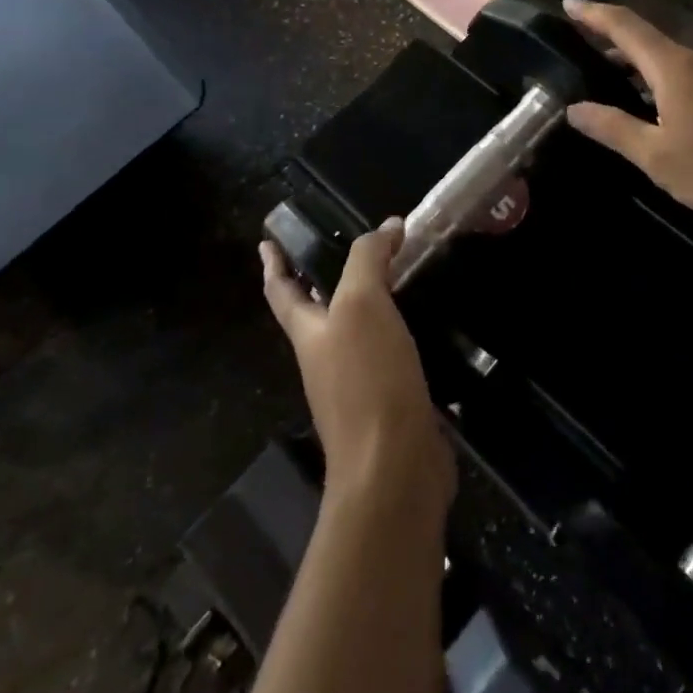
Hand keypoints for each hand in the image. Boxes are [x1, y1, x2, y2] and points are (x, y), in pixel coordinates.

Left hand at [261, 221, 454, 509]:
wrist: (393, 465)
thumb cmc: (368, 380)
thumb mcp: (362, 306)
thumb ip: (369, 261)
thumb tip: (388, 226)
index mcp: (310, 335)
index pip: (282, 292)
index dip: (274, 264)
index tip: (266, 242)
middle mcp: (327, 359)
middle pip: (318, 313)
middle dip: (324, 282)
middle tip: (346, 251)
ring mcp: (358, 385)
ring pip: (358, 333)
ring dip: (368, 305)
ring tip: (394, 277)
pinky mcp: (391, 401)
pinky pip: (391, 355)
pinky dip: (401, 332)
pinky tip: (426, 323)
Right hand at [561, 0, 692, 232]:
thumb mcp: (657, 157)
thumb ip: (614, 129)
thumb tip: (574, 109)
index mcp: (675, 67)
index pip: (625, 27)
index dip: (594, 14)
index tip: (569, 2)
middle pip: (650, 43)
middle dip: (615, 46)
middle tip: (585, 55)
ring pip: (674, 64)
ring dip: (643, 70)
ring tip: (619, 88)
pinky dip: (668, 85)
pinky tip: (666, 114)